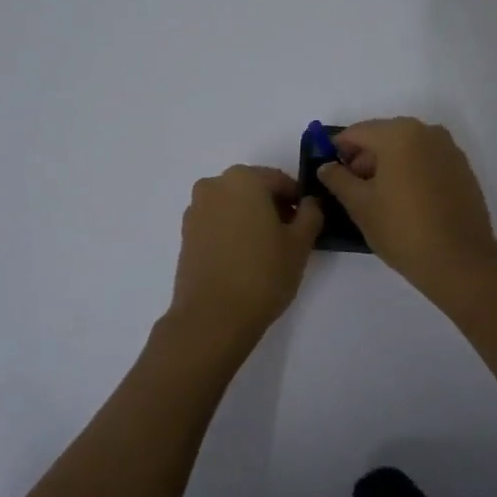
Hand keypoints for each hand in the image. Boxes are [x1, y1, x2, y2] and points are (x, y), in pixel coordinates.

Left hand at [166, 165, 322, 356]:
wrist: (212, 317)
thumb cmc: (262, 274)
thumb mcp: (300, 244)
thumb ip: (311, 214)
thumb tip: (309, 203)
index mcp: (244, 179)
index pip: (280, 180)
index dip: (298, 200)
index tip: (307, 223)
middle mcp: (214, 185)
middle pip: (254, 189)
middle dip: (273, 207)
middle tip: (289, 237)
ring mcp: (196, 209)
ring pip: (233, 205)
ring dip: (251, 218)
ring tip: (266, 250)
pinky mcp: (185, 233)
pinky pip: (217, 222)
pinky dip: (232, 231)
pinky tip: (244, 258)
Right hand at [315, 118, 496, 294]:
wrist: (459, 260)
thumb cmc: (402, 229)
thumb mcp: (360, 205)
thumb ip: (338, 179)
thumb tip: (326, 166)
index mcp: (399, 134)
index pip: (357, 132)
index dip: (338, 150)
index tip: (330, 172)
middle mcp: (427, 132)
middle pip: (384, 136)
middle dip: (365, 158)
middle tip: (353, 189)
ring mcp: (449, 149)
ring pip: (407, 147)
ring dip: (389, 164)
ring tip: (380, 198)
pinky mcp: (462, 168)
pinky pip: (427, 160)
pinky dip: (412, 171)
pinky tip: (406, 200)